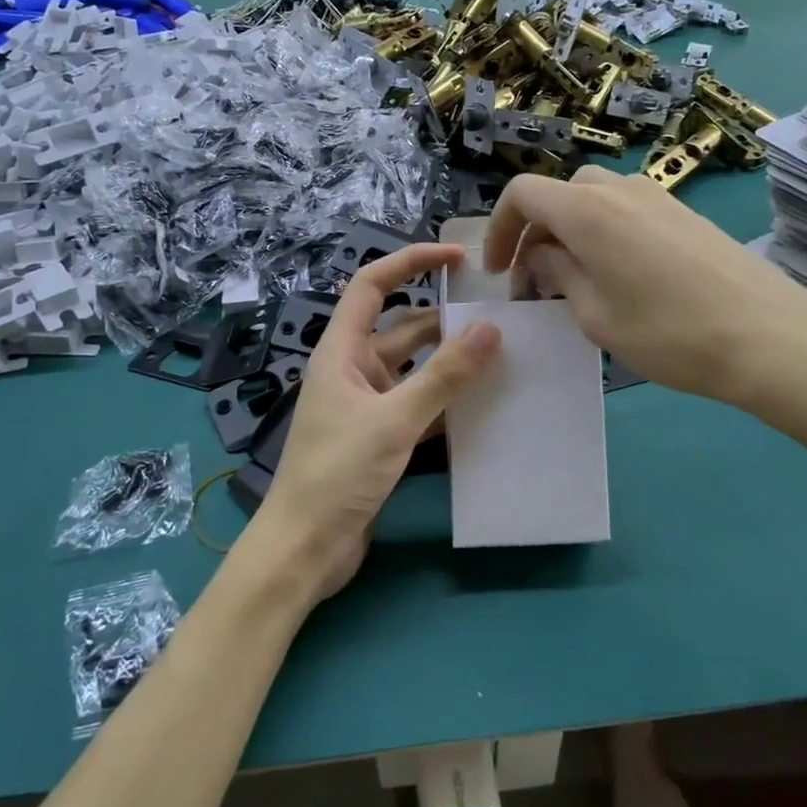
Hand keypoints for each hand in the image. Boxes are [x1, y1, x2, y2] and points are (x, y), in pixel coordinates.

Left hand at [252, 243, 500, 600]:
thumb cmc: (337, 474)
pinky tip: (482, 403)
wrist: (305, 549)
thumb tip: (492, 329)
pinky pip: (417, 405)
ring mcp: (365, 405)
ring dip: (449, 362)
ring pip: (414, 369)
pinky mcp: (378, 437)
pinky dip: (444, 400)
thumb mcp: (394, 420)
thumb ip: (444, 376)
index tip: (457, 257)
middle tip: (498, 315)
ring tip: (501, 355)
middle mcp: (352, 370)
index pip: (372, 285)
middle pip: (401, 328)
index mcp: (341, 351)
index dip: (411, 261)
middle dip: (444, 319)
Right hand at [485, 169, 806, 442]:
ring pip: (594, 199)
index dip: (499, 228)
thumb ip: (559, 274)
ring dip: (571, 230)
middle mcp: (619, 189)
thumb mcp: (596, 315)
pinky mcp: (685, 212)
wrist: (768, 335)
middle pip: (560, 192)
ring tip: (576, 279)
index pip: (522, 192)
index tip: (499, 271)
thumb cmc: (669, 333)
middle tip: (535, 279)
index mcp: (587, 210)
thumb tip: (542, 255)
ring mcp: (658, 196)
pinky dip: (605, 231)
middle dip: (536, 231)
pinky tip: (621, 275)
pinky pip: (627, 209)